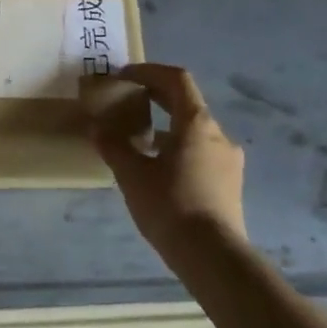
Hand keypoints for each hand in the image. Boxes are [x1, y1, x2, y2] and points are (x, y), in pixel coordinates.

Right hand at [90, 63, 247, 255]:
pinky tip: (160, 170)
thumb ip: (113, 146)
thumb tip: (97, 127)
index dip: (149, 71)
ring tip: (139, 141)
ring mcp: (228, 160)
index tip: (124, 76)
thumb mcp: (132, 174)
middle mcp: (219, 135)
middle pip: (187, 103)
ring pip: (194, 131)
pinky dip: (179, 149)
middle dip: (156, 98)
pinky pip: (201, 153)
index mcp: (197, 124)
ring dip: (167, 126)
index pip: (177, 80)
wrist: (212, 255)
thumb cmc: (170, 206)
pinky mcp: (229, 183)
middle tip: (127, 102)